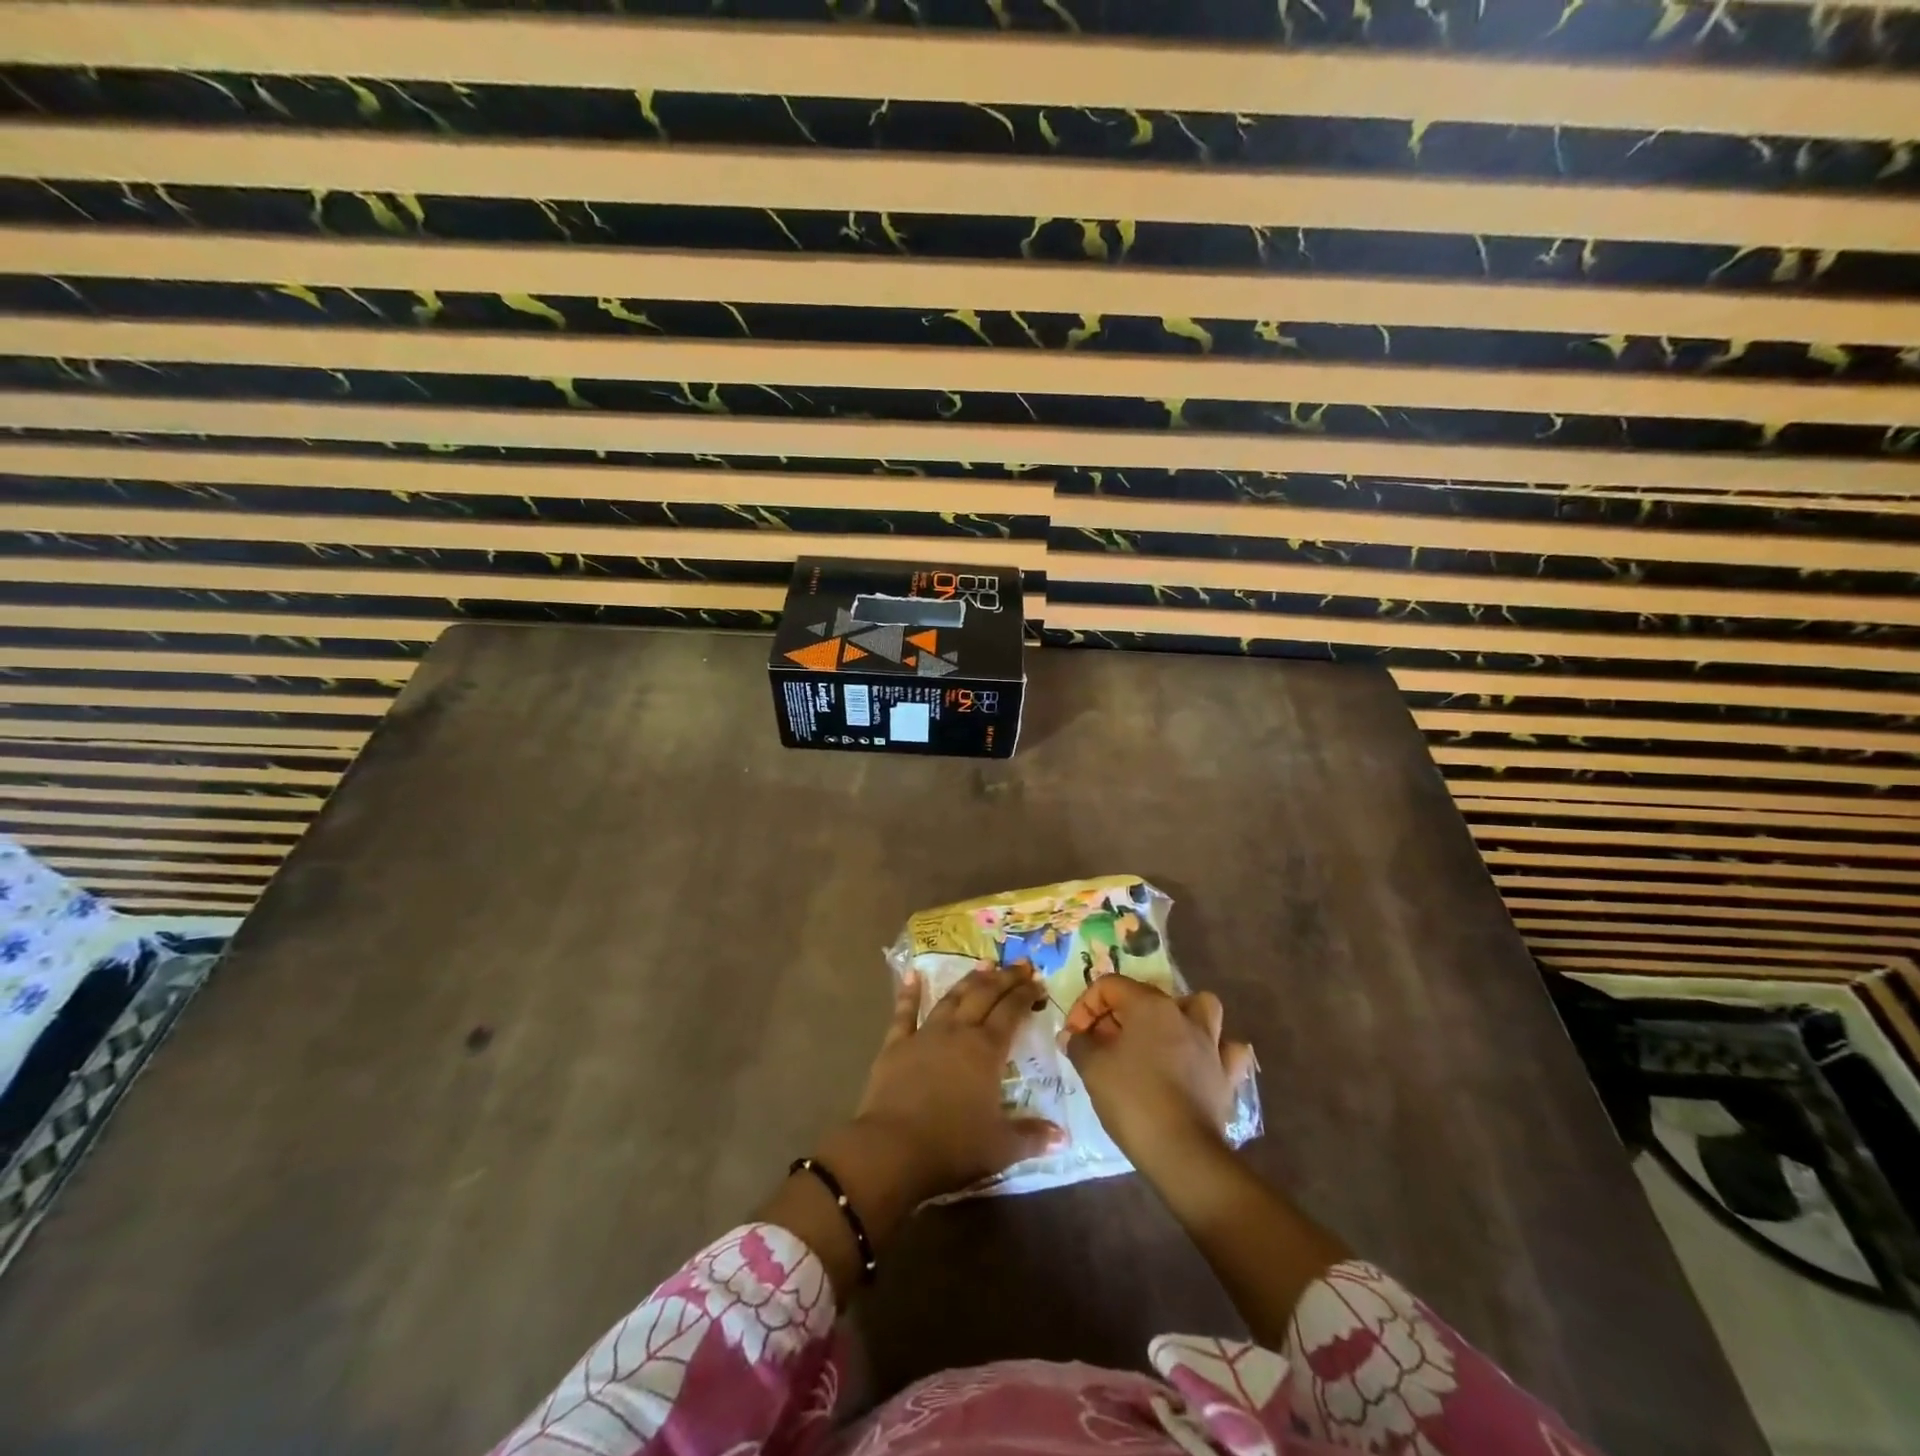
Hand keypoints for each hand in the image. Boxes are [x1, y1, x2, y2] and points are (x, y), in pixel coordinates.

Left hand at [851, 963, 1064, 1205]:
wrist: (893, 1148)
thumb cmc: (953, 1147)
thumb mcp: (1000, 1147)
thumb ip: (1032, 1137)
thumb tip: (1063, 1137)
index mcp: (987, 1050)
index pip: (1011, 1012)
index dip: (1025, 994)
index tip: (1038, 981)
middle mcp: (959, 1032)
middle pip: (985, 995)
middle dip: (1004, 978)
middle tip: (1020, 964)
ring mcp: (925, 1034)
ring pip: (952, 998)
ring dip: (969, 979)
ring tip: (984, 964)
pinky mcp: (896, 1044)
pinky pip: (905, 1012)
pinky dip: (909, 992)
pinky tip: (913, 974)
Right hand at [1063, 977, 1253, 1177]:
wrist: (1182, 1152)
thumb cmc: (1133, 1100)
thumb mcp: (1093, 1068)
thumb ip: (1080, 1044)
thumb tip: (1073, 1036)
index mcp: (1149, 1005)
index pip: (1110, 986)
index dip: (1085, 1006)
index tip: (1075, 1036)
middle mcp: (1183, 1015)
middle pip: (1147, 996)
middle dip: (1119, 1014)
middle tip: (1102, 1043)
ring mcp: (1210, 1044)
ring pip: (1200, 1009)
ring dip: (1179, 1016)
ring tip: (1159, 1037)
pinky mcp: (1226, 1075)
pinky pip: (1227, 1050)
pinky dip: (1215, 1051)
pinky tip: (1200, 1062)